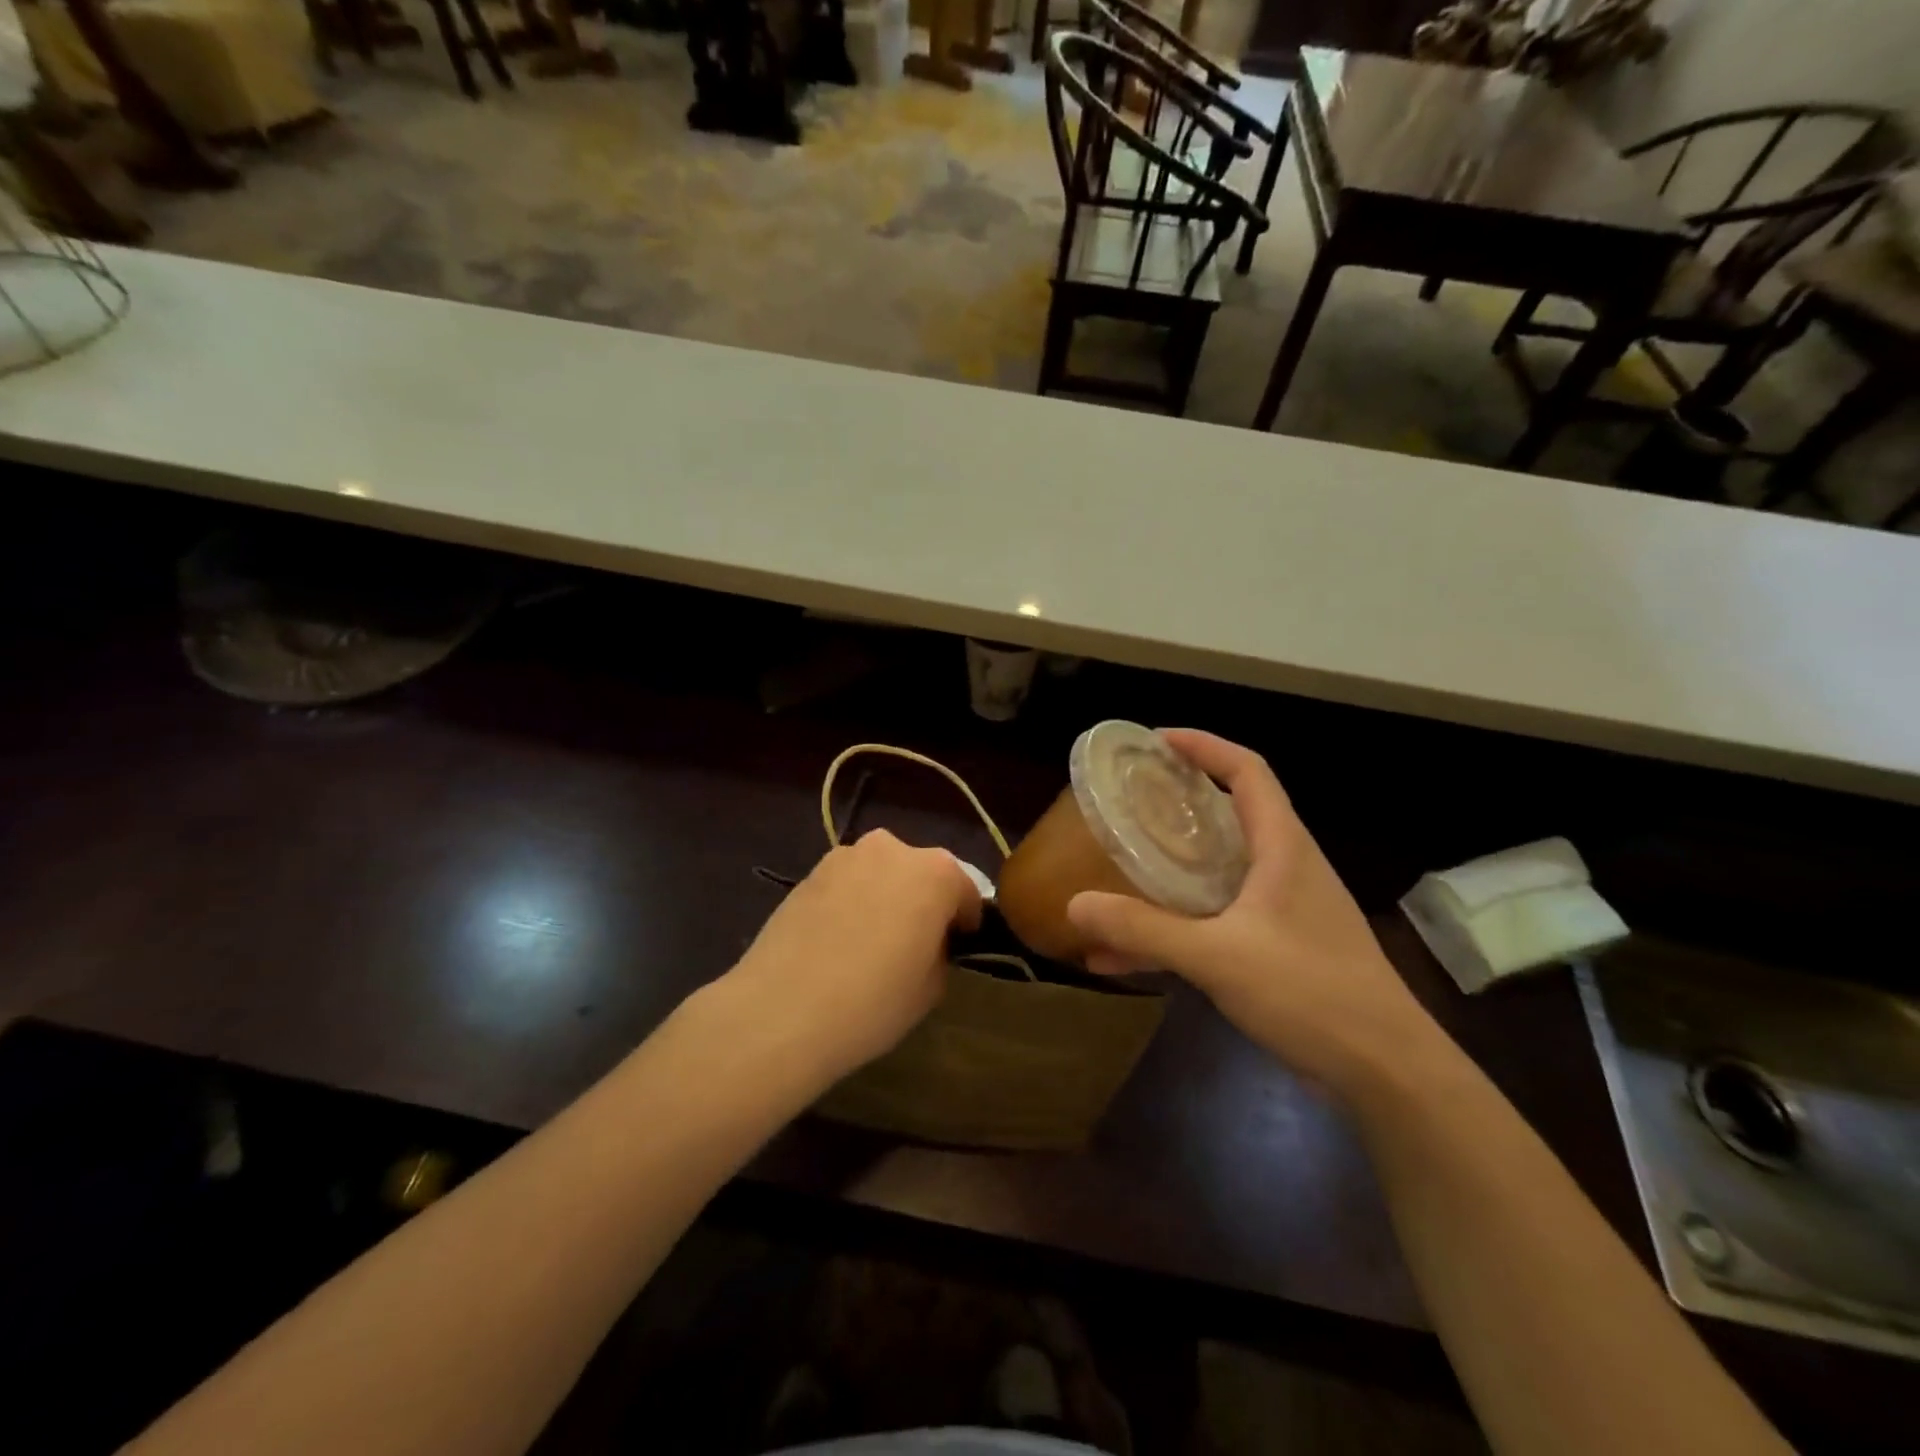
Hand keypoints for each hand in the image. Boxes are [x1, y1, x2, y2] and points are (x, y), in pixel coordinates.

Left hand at [727, 829, 982, 1080]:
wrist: (782, 1009)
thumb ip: (940, 950)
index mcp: (935, 872)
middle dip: (923, 901)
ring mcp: (845, 856)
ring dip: (885, 897)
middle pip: (921, 873)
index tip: (957, 948)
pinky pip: (847, 884)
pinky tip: (838, 941)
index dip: (965, 923)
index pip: (965, 892)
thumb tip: (927, 941)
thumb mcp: (932, 987)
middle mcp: (892, 849)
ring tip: (870, 943)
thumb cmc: (873, 1001)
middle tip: (913, 944)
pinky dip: (851, 903)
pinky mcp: (809, 872)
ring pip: (881, 874)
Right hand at [1067, 730, 1438, 1097]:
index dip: (1203, 746)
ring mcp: (1283, 910)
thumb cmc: (1312, 993)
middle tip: (1127, 802)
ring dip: (1170, 871)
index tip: (1154, 742)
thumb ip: (1144, 930)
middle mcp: (1285, 867)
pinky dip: (1176, 927)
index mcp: (1282, 847)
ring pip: (1217, 871)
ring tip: (1117, 870)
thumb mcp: (1218, 956)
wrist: (1387, 1073)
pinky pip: (1216, 920)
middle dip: (1177, 803)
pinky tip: (1127, 957)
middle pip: (1229, 814)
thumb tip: (1073, 905)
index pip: (1247, 770)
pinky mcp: (1278, 949)